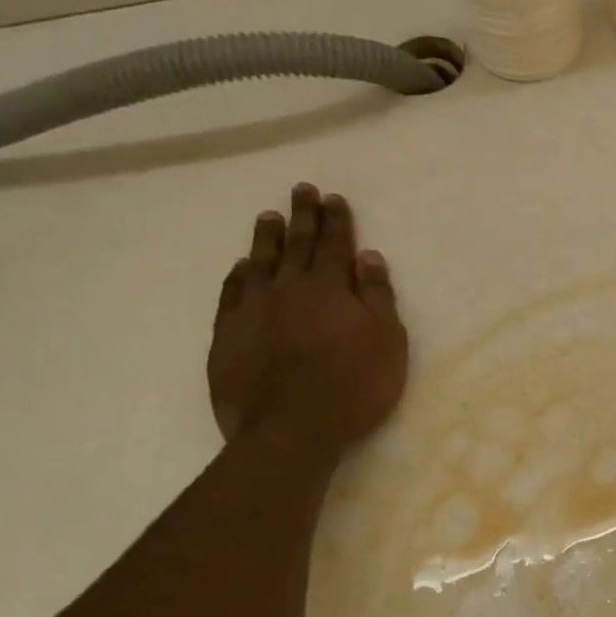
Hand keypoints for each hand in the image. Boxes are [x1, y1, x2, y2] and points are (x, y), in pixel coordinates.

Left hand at [208, 183, 408, 455]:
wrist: (292, 427)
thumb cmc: (354, 385)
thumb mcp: (386, 341)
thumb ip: (377, 296)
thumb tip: (368, 257)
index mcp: (330, 288)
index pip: (335, 245)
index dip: (336, 221)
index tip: (333, 198)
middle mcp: (289, 289)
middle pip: (296, 245)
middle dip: (302, 216)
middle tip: (301, 190)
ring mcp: (253, 310)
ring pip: (260, 263)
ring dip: (266, 238)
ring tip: (268, 217)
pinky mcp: (228, 335)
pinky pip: (232, 294)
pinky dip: (238, 276)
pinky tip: (241, 267)